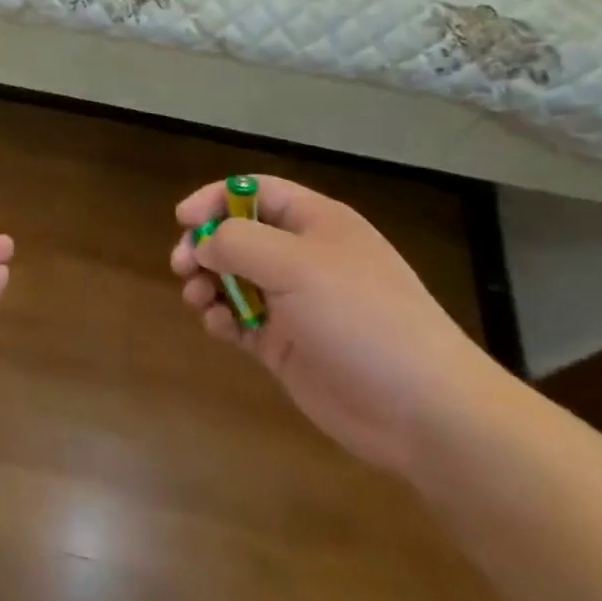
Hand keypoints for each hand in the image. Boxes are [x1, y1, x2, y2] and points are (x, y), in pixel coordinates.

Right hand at [171, 176, 501, 477]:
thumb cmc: (359, 317)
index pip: (255, 191)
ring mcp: (294, 302)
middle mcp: (302, 256)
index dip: (216, 198)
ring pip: (234, 278)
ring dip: (208, 282)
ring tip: (197, 299)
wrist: (420, 409)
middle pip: (238, 234)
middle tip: (181, 265)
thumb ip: (238, 243)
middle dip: (205, 245)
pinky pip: (241, 319)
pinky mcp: (286, 343)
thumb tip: (203, 244)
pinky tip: (220, 328)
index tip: (183, 219)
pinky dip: (223, 318)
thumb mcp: (295, 264)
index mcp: (315, 222)